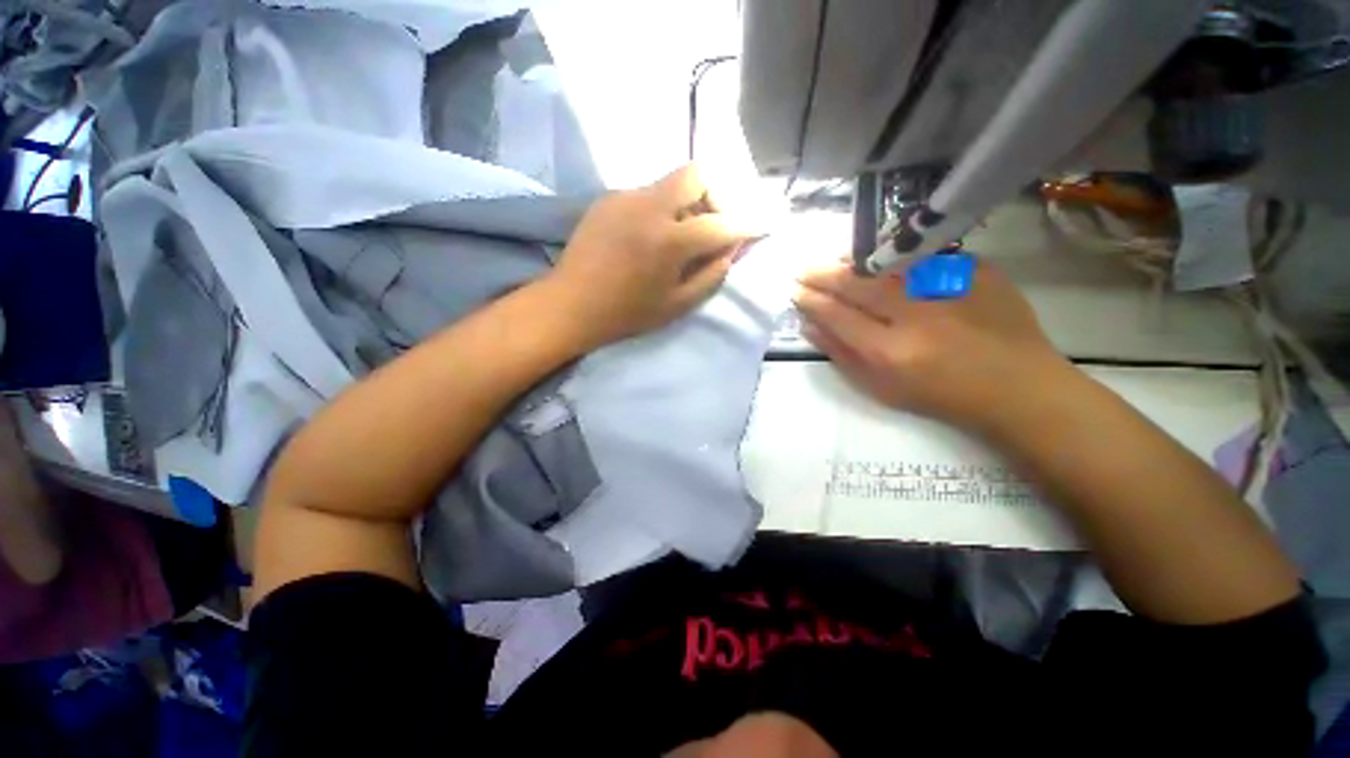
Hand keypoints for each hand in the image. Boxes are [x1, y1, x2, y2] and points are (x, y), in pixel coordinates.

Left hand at [547, 165, 752, 348]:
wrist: (570, 305)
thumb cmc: (626, 313)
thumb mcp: (677, 305)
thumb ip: (711, 275)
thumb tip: (730, 250)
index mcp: (668, 241)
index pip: (721, 222)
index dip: (747, 224)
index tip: (761, 225)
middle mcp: (648, 207)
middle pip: (696, 174)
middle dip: (715, 196)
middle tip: (711, 226)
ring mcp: (624, 197)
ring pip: (670, 183)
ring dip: (686, 204)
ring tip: (677, 237)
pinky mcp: (607, 198)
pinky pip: (646, 194)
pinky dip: (660, 209)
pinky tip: (648, 237)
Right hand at [793, 258, 1070, 434]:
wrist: (1016, 386)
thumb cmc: (940, 396)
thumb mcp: (880, 389)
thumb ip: (841, 355)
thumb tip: (808, 326)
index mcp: (890, 352)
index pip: (836, 314)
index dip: (810, 300)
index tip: (794, 291)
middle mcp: (916, 315)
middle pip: (856, 283)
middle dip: (821, 274)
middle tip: (802, 269)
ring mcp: (948, 288)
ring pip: (885, 263)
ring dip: (851, 260)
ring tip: (832, 260)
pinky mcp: (975, 271)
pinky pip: (922, 257)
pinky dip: (893, 257)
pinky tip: (879, 260)